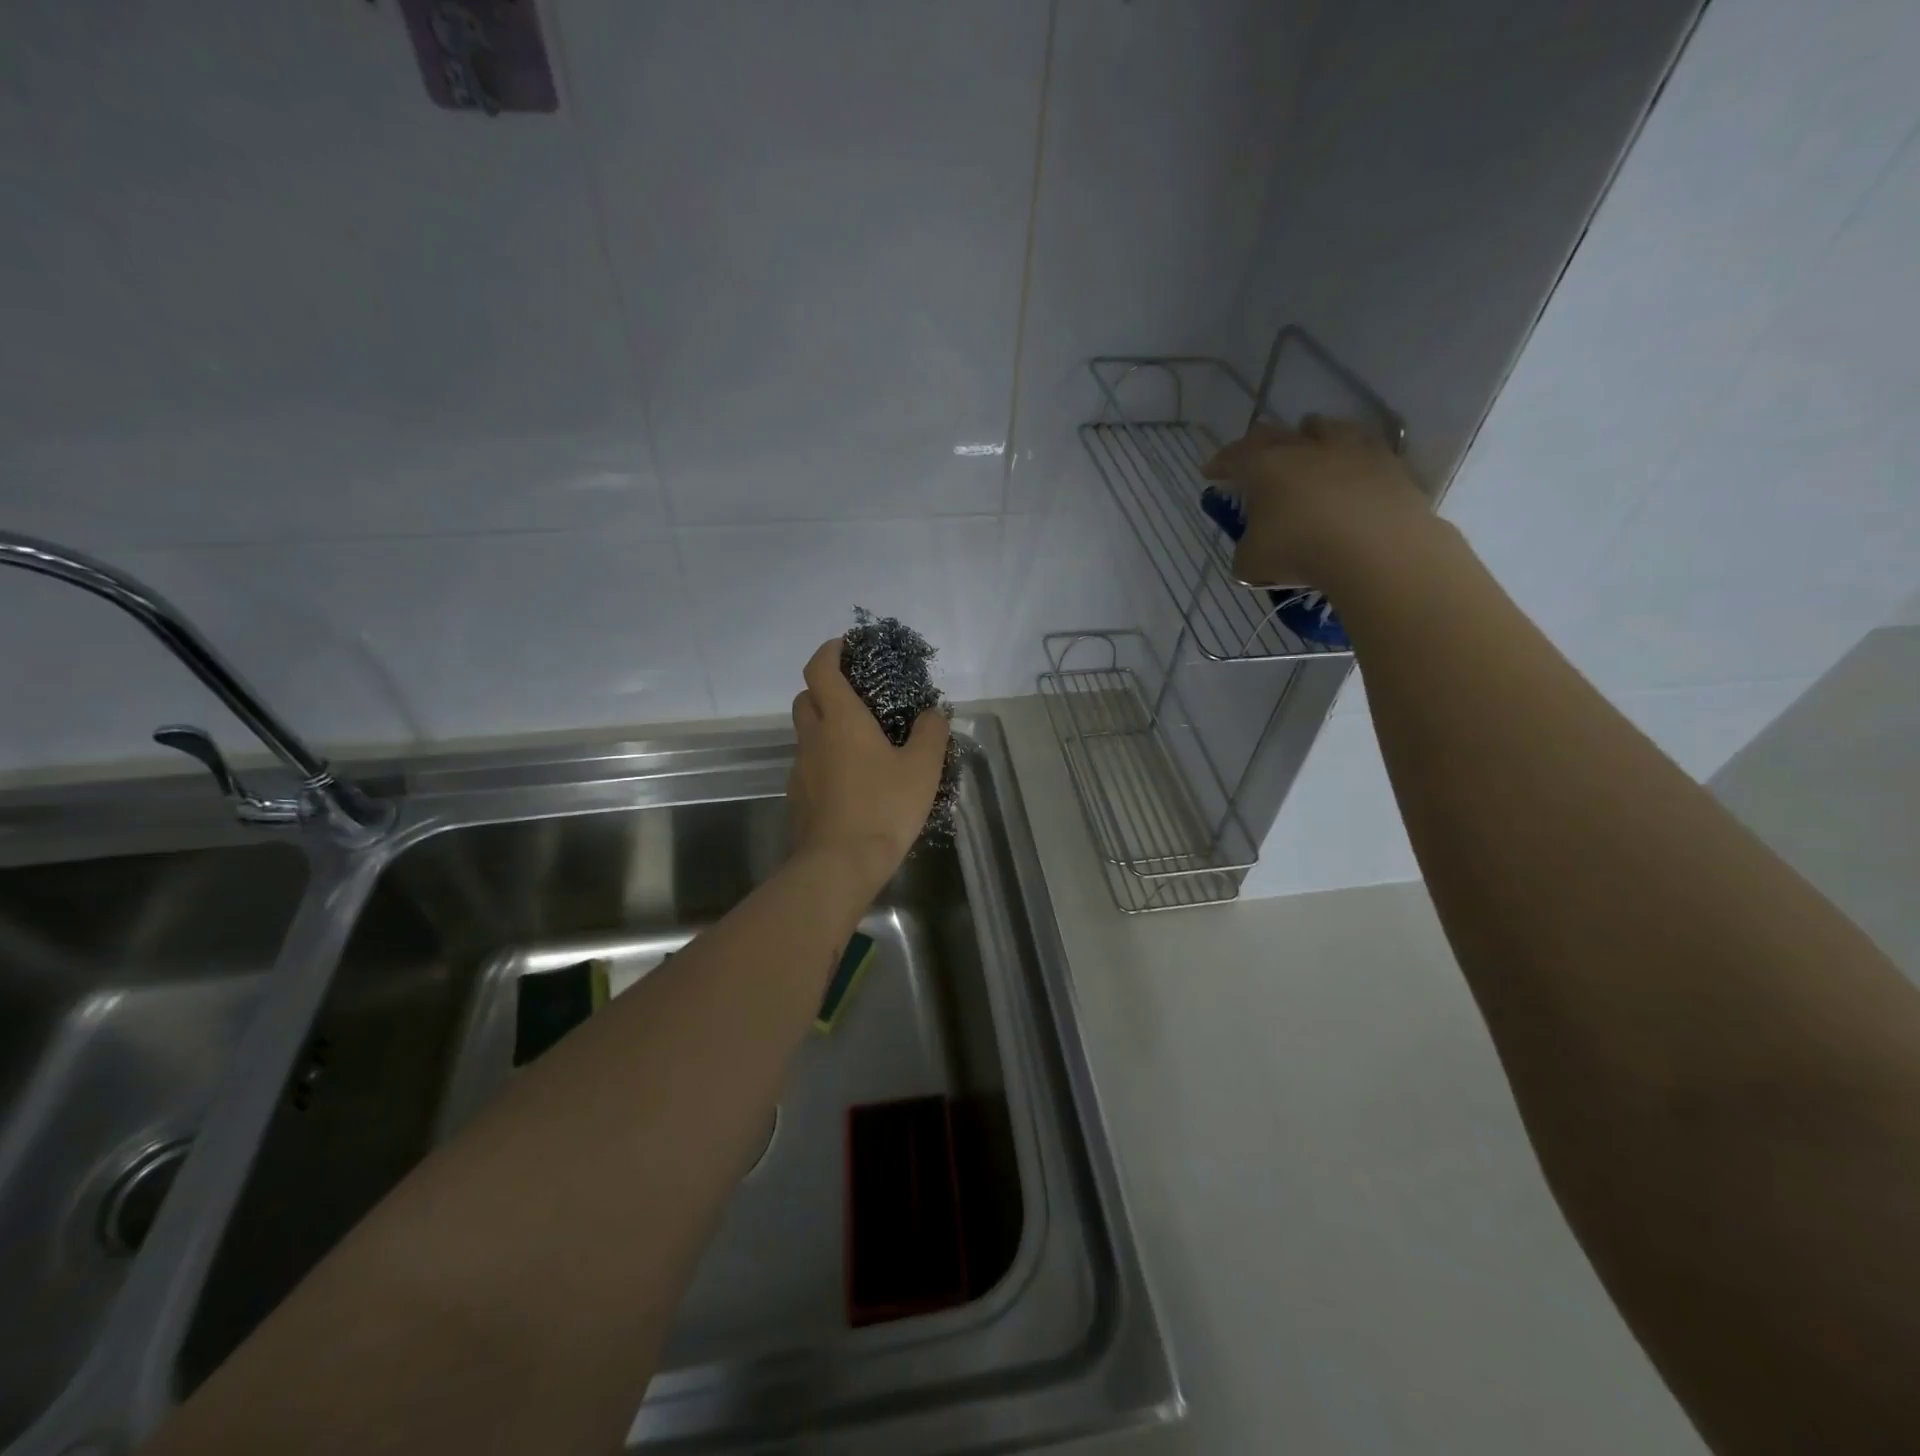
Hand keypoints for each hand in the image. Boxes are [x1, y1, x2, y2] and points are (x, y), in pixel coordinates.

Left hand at [787, 637, 950, 891]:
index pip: (821, 668)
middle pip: (806, 697)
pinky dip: (825, 758)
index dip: (830, 651)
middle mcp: (813, 737)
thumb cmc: (883, 807)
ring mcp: (801, 768)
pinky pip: (809, 764)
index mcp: (840, 719)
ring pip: (806, 733)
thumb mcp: (923, 767)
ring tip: (859, 741)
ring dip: (825, 725)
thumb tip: (933, 713)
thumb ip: (931, 733)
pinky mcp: (798, 796)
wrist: (839, 864)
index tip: (846, 646)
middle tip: (856, 696)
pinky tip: (851, 780)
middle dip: (825, 687)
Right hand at [1202, 416, 1430, 586]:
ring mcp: (1349, 448)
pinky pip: (1360, 448)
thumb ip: (1244, 550)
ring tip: (1304, 452)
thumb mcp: (1251, 562)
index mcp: (1264, 466)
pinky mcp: (1386, 461)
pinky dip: (1346, 457)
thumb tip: (1252, 548)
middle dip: (1257, 445)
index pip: (1233, 457)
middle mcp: (1303, 446)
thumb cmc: (1301, 550)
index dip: (1219, 464)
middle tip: (1251, 459)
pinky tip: (1347, 473)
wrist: (1378, 549)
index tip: (1210, 472)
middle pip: (1273, 434)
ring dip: (1306, 437)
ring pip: (1321, 427)